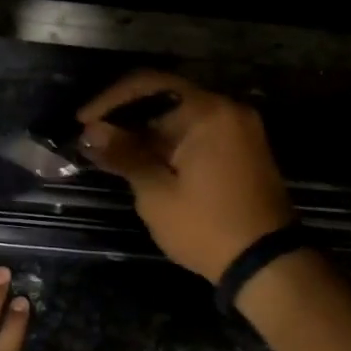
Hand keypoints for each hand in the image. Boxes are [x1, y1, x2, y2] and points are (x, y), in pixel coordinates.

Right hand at [77, 71, 294, 281]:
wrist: (269, 265)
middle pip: (166, 96)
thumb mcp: (157, 193)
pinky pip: (200, 131)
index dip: (110, 100)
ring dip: (147, 130)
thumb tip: (92, 131)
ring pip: (182, 115)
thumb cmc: (206, 227)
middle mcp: (227, 109)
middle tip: (94, 138)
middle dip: (127, 116)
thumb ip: (124, 154)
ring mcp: (240, 128)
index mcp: (207, 111)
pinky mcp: (244, 148)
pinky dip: (171, 141)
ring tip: (112, 151)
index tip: (82, 121)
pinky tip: (144, 159)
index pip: (148, 84)